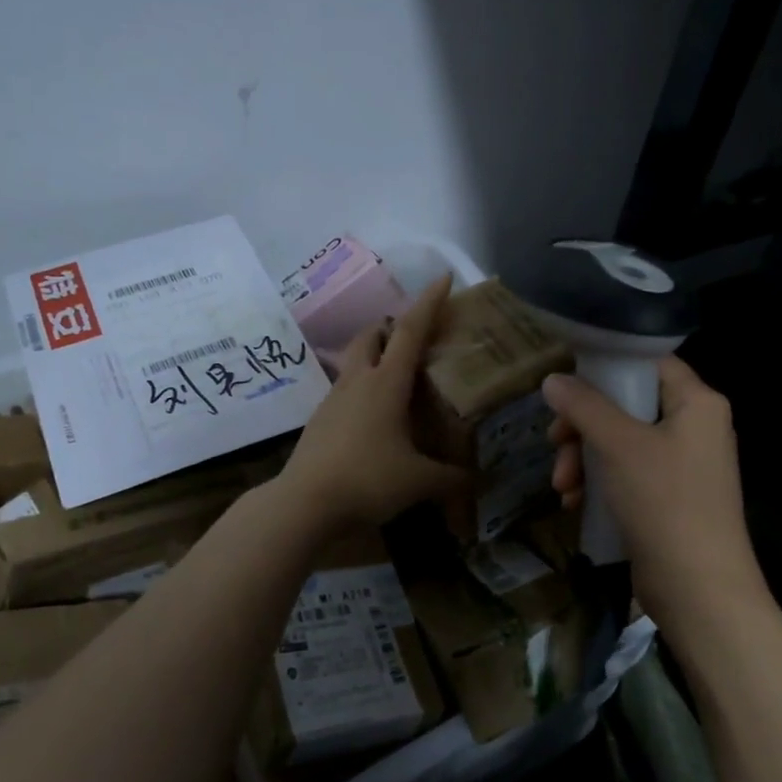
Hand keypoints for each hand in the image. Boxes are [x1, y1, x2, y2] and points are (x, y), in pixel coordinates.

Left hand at [277, 276, 468, 530]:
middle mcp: (358, 382)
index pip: (411, 330)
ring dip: (373, 358)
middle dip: (390, 327)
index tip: (444, 278)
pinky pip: (344, 392)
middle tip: (412, 338)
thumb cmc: (368, 480)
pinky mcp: (320, 420)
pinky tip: (374, 419)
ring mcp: (333, 400)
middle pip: (371, 336)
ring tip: (396, 380)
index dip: (430, 302)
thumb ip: (452, 479)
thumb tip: (476, 482)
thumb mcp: (420, 481)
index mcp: (386, 383)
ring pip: (354, 363)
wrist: (305, 503)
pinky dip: (361, 390)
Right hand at [543, 355, 770, 635]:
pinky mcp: (670, 497)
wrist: (699, 589)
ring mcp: (683, 465)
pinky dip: (600, 483)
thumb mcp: (618, 446)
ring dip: (584, 460)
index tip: (569, 389)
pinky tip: (575, 503)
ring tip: (563, 487)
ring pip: (621, 443)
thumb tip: (552, 379)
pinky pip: (627, 474)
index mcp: (697, 403)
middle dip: (583, 428)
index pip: (648, 364)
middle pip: (627, 406)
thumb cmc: (664, 502)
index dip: (607, 369)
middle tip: (556, 445)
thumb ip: (584, 406)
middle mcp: (695, 427)